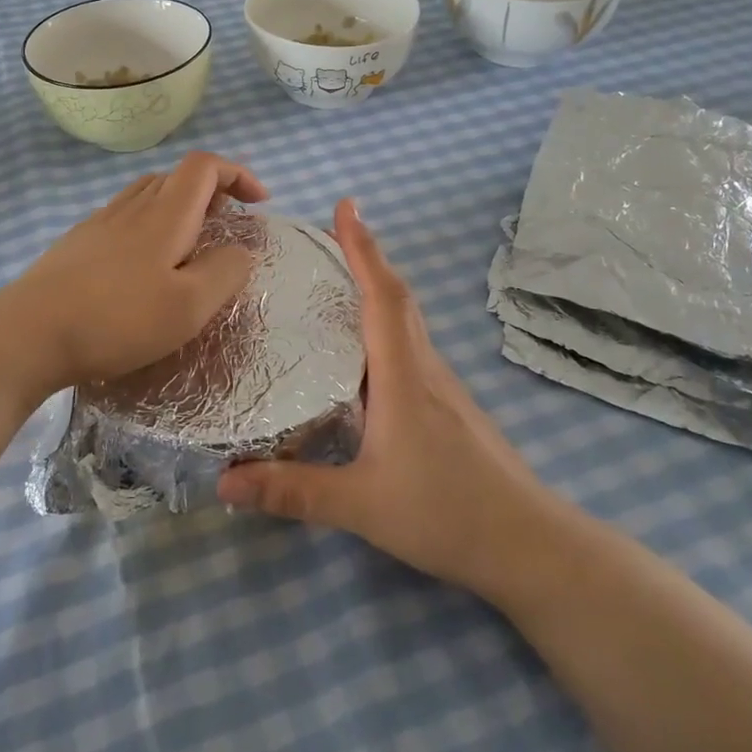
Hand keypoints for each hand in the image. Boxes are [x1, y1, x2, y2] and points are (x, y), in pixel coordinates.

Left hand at [0, 151, 269, 394]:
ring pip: (148, 195)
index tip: (259, 204)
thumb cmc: (117, 319)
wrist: (28, 333)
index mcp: (165, 213)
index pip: (205, 165)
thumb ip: (225, 272)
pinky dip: (149, 226)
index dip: (237, 173)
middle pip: (176, 176)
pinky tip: (143, 267)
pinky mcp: (77, 244)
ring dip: (179, 208)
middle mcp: (132, 206)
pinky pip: (124, 218)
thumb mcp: (189, 306)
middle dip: (211, 192)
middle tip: (227, 229)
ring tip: (189, 247)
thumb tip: (241, 250)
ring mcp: (99, 222)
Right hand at [217, 199, 557, 603]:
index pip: (383, 296)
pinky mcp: (447, 408)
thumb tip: (223, 483)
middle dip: (366, 257)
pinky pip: (410, 348)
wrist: (529, 545)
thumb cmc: (447, 513)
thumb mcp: (361, 505)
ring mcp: (441, 388)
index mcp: (403, 377)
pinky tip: (362, 353)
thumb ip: (293, 491)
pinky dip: (384, 327)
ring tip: (336, 280)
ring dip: (377, 289)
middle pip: (397, 298)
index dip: (363, 248)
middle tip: (330, 234)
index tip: (346, 205)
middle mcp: (424, 369)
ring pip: (406, 323)